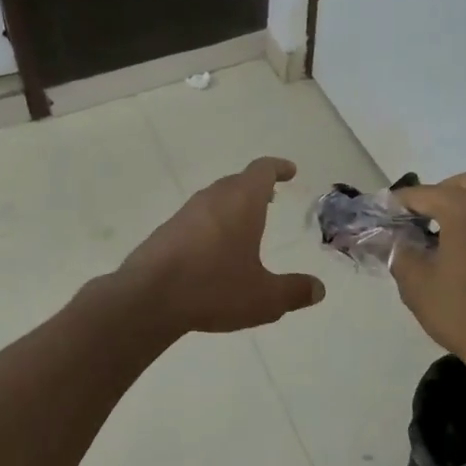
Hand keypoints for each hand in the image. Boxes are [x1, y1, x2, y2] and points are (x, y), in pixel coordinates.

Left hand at [116, 157, 325, 334]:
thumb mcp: (264, 298)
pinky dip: (213, 223)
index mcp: (241, 202)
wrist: (147, 298)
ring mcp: (186, 213)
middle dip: (256, 187)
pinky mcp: (166, 231)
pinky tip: (215, 249)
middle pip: (237, 181)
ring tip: (246, 225)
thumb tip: (318, 289)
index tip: (290, 170)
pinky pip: (198, 217)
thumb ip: (294, 291)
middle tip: (271, 198)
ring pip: (215, 198)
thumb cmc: (213, 288)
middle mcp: (213, 199)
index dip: (278, 167)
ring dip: (233, 205)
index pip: (262, 170)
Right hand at [390, 172, 465, 358]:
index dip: (398, 203)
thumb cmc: (462, 309)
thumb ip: (398, 251)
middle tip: (415, 218)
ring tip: (437, 233)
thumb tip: (392, 238)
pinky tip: (460, 247)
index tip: (382, 213)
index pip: (422, 194)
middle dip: (435, 195)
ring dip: (459, 206)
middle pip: (460, 184)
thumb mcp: (416, 282)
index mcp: (465, 209)